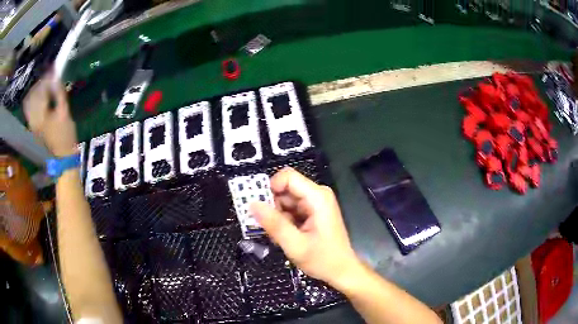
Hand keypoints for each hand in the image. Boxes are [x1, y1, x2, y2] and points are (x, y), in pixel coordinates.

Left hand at [24, 77, 77, 156]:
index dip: (46, 78)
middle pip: (33, 94)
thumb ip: (59, 93)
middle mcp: (33, 118)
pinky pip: (29, 109)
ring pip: (29, 102)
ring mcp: (32, 123)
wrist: (62, 157)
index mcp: (41, 115)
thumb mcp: (64, 113)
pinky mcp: (33, 126)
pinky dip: (33, 100)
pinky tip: (38, 98)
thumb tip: (56, 77)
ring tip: (43, 86)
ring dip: (36, 91)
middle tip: (48, 76)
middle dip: (40, 83)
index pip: (40, 90)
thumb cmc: (65, 135)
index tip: (53, 70)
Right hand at [250, 167, 360, 286]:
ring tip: (279, 237)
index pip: (287, 177)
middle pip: (284, 189)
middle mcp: (317, 195)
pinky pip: (290, 209)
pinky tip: (286, 237)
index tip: (260, 208)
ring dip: (277, 217)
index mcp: (317, 197)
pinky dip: (283, 221)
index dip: (270, 188)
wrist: (342, 271)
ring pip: (285, 201)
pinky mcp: (312, 212)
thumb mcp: (295, 245)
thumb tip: (252, 204)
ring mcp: (314, 203)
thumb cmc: (323, 260)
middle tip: (268, 228)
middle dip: (272, 207)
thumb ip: (274, 224)